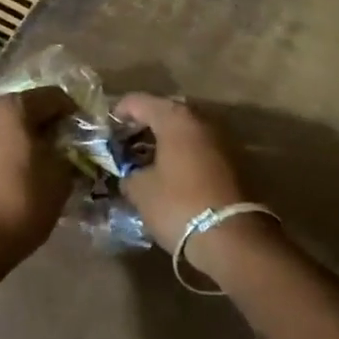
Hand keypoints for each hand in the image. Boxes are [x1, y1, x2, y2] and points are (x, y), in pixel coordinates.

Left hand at [0, 89, 74, 271]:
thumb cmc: (21, 202)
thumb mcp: (60, 177)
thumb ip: (69, 152)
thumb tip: (69, 146)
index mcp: (14, 108)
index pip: (54, 96)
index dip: (75, 111)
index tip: (88, 133)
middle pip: (28, 107)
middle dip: (50, 124)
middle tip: (70, 147)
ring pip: (9, 126)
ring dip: (29, 137)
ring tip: (47, 162)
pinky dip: (11, 150)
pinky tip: (23, 173)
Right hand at [114, 94, 246, 253]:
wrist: (232, 237)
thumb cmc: (179, 205)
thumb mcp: (141, 191)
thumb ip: (129, 174)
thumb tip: (130, 175)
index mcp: (175, 119)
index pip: (139, 101)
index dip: (118, 112)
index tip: (106, 130)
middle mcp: (200, 120)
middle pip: (165, 112)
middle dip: (143, 125)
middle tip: (124, 144)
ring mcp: (220, 138)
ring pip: (184, 130)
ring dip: (164, 140)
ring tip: (144, 160)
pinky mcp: (231, 160)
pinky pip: (197, 147)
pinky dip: (181, 153)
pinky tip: (168, 173)